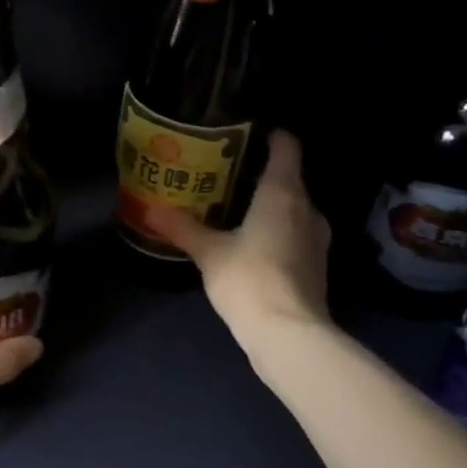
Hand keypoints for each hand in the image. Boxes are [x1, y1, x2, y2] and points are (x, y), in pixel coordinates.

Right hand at [154, 130, 332, 340]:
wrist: (289, 334)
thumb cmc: (249, 279)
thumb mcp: (208, 252)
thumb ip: (182, 227)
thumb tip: (149, 208)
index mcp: (284, 192)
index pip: (286, 147)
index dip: (270, 135)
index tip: (245, 132)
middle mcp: (307, 208)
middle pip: (289, 177)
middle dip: (260, 172)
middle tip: (225, 173)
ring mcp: (317, 238)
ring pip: (293, 207)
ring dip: (269, 204)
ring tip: (235, 207)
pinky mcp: (316, 264)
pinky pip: (295, 232)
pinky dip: (277, 229)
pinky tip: (251, 241)